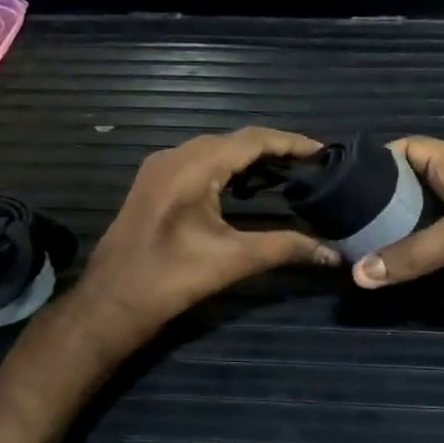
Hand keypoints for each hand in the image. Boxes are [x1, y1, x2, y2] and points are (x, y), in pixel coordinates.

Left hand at [74, 128, 340, 348]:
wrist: (110, 302)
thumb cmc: (171, 278)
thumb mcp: (233, 261)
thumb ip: (286, 249)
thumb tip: (333, 254)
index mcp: (193, 166)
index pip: (252, 140)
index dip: (290, 143)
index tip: (323, 151)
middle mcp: (174, 156)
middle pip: (233, 141)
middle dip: (273, 151)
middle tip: (310, 166)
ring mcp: (159, 169)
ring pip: (214, 151)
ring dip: (250, 160)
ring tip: (287, 175)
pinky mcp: (153, 185)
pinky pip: (198, 164)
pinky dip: (227, 170)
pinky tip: (247, 188)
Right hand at [349, 137, 443, 325]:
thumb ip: (416, 251)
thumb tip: (358, 275)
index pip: (408, 149)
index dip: (375, 157)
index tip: (339, 179)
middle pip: (407, 189)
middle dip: (375, 202)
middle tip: (335, 222)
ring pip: (418, 224)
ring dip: (391, 236)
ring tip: (348, 248)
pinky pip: (433, 254)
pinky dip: (411, 260)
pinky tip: (384, 270)